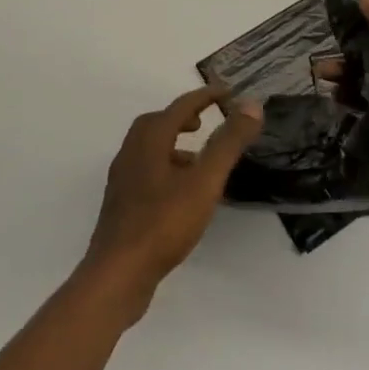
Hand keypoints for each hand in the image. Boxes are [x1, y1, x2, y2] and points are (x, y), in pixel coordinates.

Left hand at [83, 84, 262, 314]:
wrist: (117, 276)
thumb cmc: (163, 223)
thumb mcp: (204, 181)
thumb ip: (227, 143)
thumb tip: (251, 105)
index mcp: (149, 140)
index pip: (180, 106)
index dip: (205, 96)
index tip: (227, 92)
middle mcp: (131, 153)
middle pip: (157, 123)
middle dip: (182, 117)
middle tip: (204, 121)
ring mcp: (123, 180)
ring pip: (150, 149)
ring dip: (174, 145)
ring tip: (199, 161)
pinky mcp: (121, 206)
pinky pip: (146, 172)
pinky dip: (166, 168)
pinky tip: (181, 195)